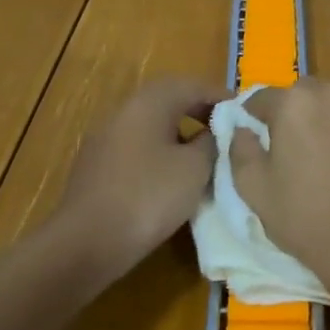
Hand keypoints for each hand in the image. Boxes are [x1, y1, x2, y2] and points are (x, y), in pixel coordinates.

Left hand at [56, 77, 225, 284]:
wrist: (84, 244)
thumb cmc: (148, 197)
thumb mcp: (195, 169)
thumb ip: (211, 142)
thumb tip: (214, 132)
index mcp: (151, 101)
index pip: (194, 85)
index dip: (222, 97)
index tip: (245, 113)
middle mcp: (126, 109)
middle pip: (170, 100)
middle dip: (200, 112)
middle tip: (226, 131)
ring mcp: (106, 137)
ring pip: (152, 124)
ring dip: (180, 133)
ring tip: (203, 156)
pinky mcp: (97, 165)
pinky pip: (137, 146)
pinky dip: (160, 152)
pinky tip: (171, 178)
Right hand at [230, 78, 329, 288]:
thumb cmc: (306, 218)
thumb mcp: (255, 191)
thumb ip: (241, 150)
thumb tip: (241, 128)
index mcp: (294, 102)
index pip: (263, 98)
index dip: (257, 117)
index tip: (259, 136)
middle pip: (308, 95)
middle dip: (301, 115)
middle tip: (301, 151)